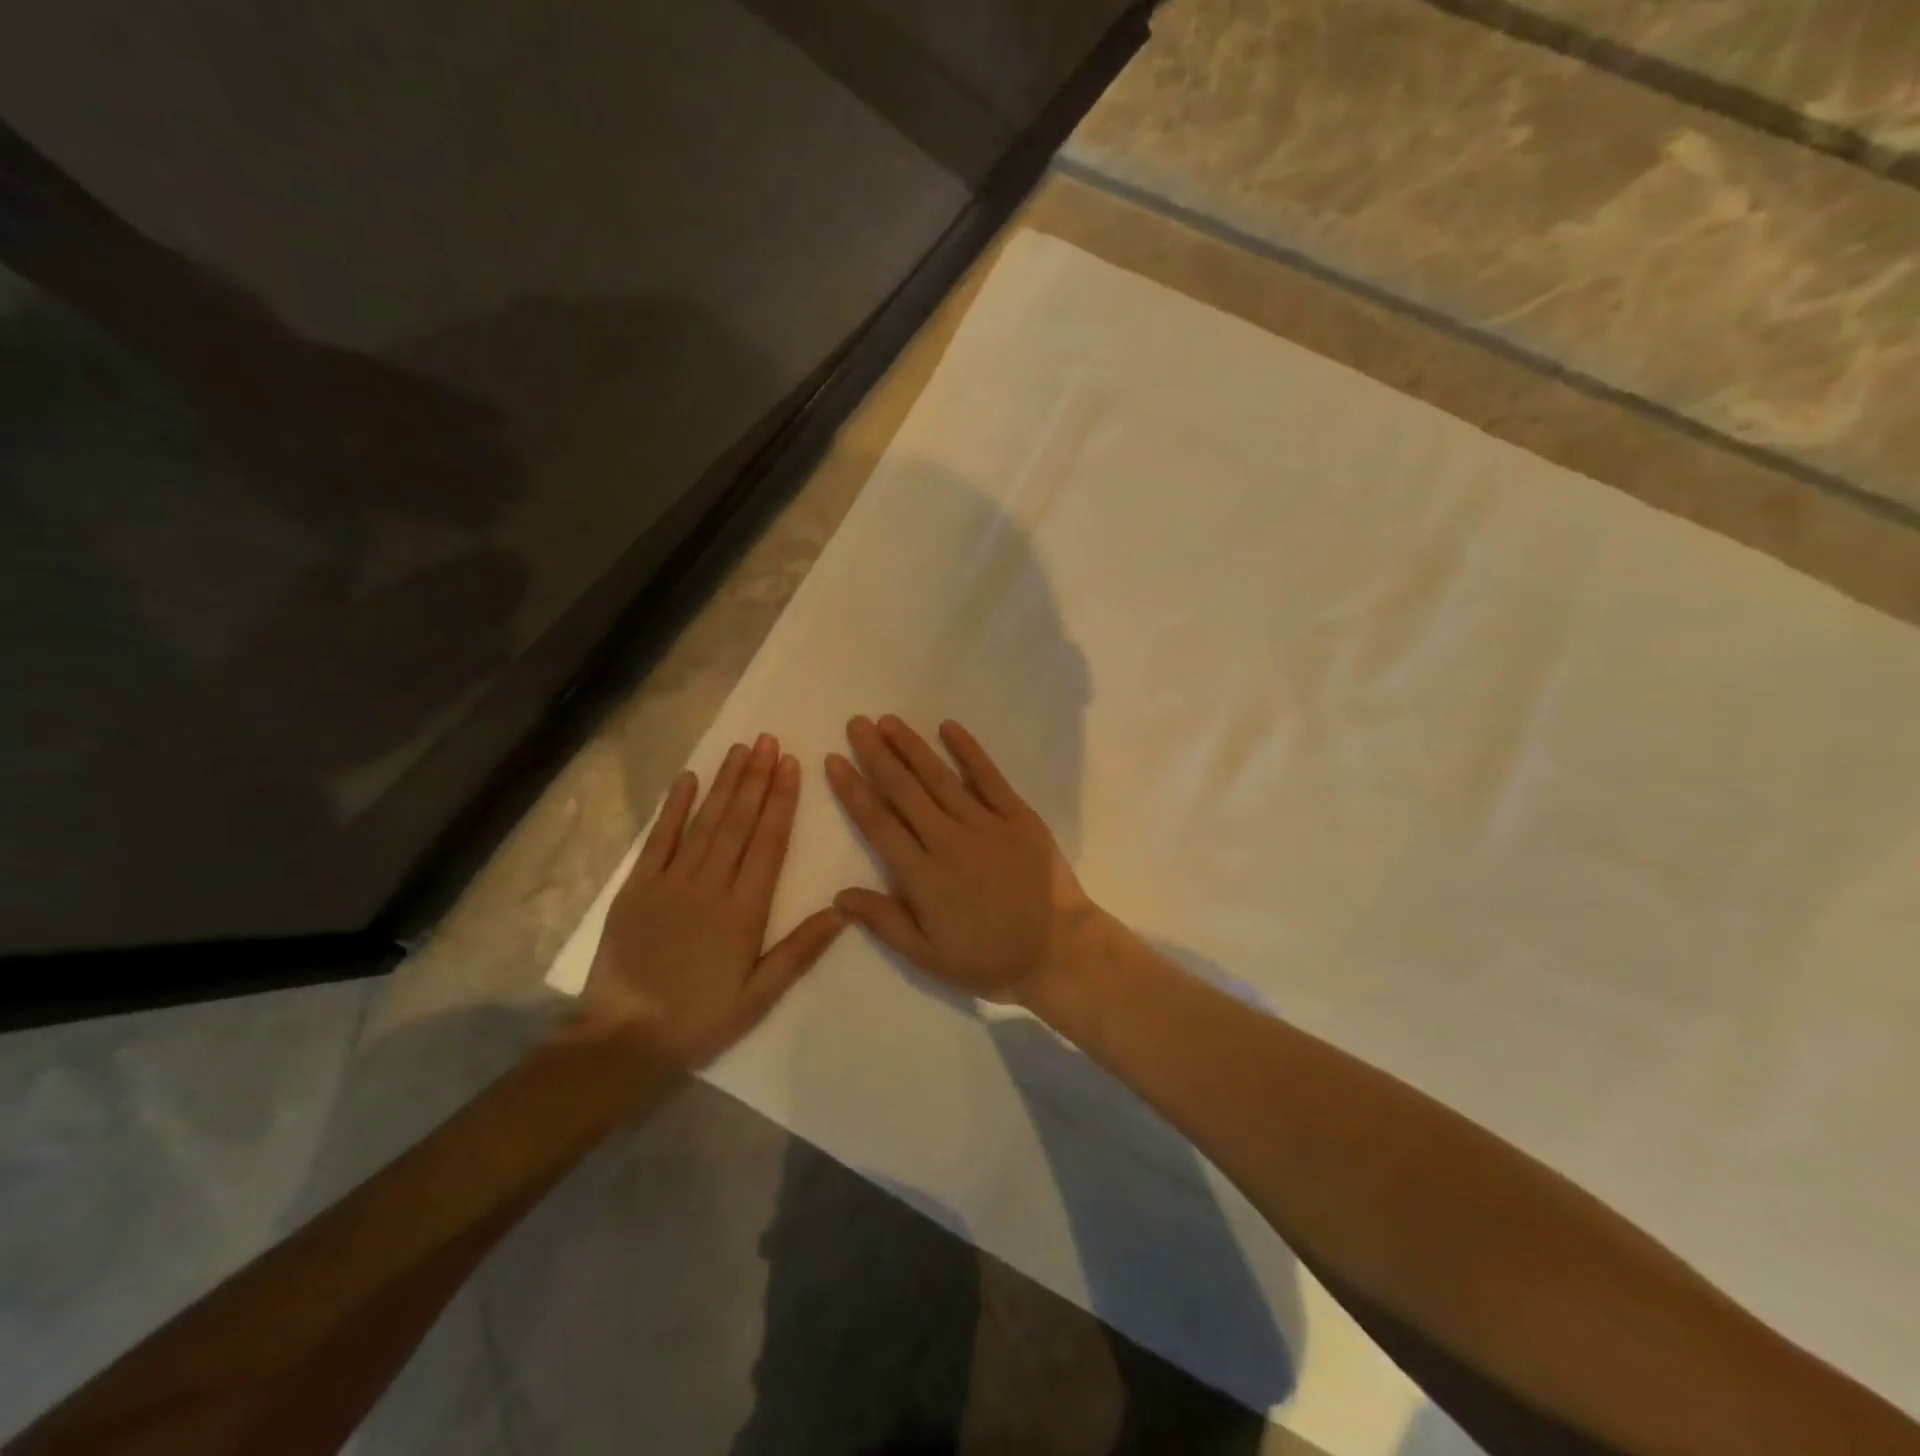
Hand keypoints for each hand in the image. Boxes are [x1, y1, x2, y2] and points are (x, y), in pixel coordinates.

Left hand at [580, 734, 845, 1067]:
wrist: (624, 1040)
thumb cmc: (701, 1019)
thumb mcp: (761, 995)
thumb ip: (800, 950)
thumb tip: (842, 909)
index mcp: (744, 911)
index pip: (769, 843)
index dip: (782, 801)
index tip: (792, 765)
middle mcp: (710, 886)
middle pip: (738, 823)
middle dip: (757, 779)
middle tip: (770, 741)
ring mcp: (670, 883)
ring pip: (704, 823)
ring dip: (725, 784)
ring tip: (742, 749)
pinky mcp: (636, 889)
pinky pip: (658, 840)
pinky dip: (674, 809)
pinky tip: (688, 779)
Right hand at [826, 715, 1099, 1006]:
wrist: (1059, 951)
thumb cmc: (989, 959)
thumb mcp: (929, 956)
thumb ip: (885, 922)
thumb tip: (839, 895)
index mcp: (923, 876)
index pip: (878, 823)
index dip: (853, 790)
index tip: (834, 760)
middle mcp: (948, 840)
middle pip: (904, 790)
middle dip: (876, 755)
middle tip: (856, 724)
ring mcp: (985, 824)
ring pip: (940, 777)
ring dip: (912, 746)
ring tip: (889, 721)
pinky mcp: (1018, 815)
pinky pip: (989, 777)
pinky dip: (968, 750)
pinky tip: (949, 726)